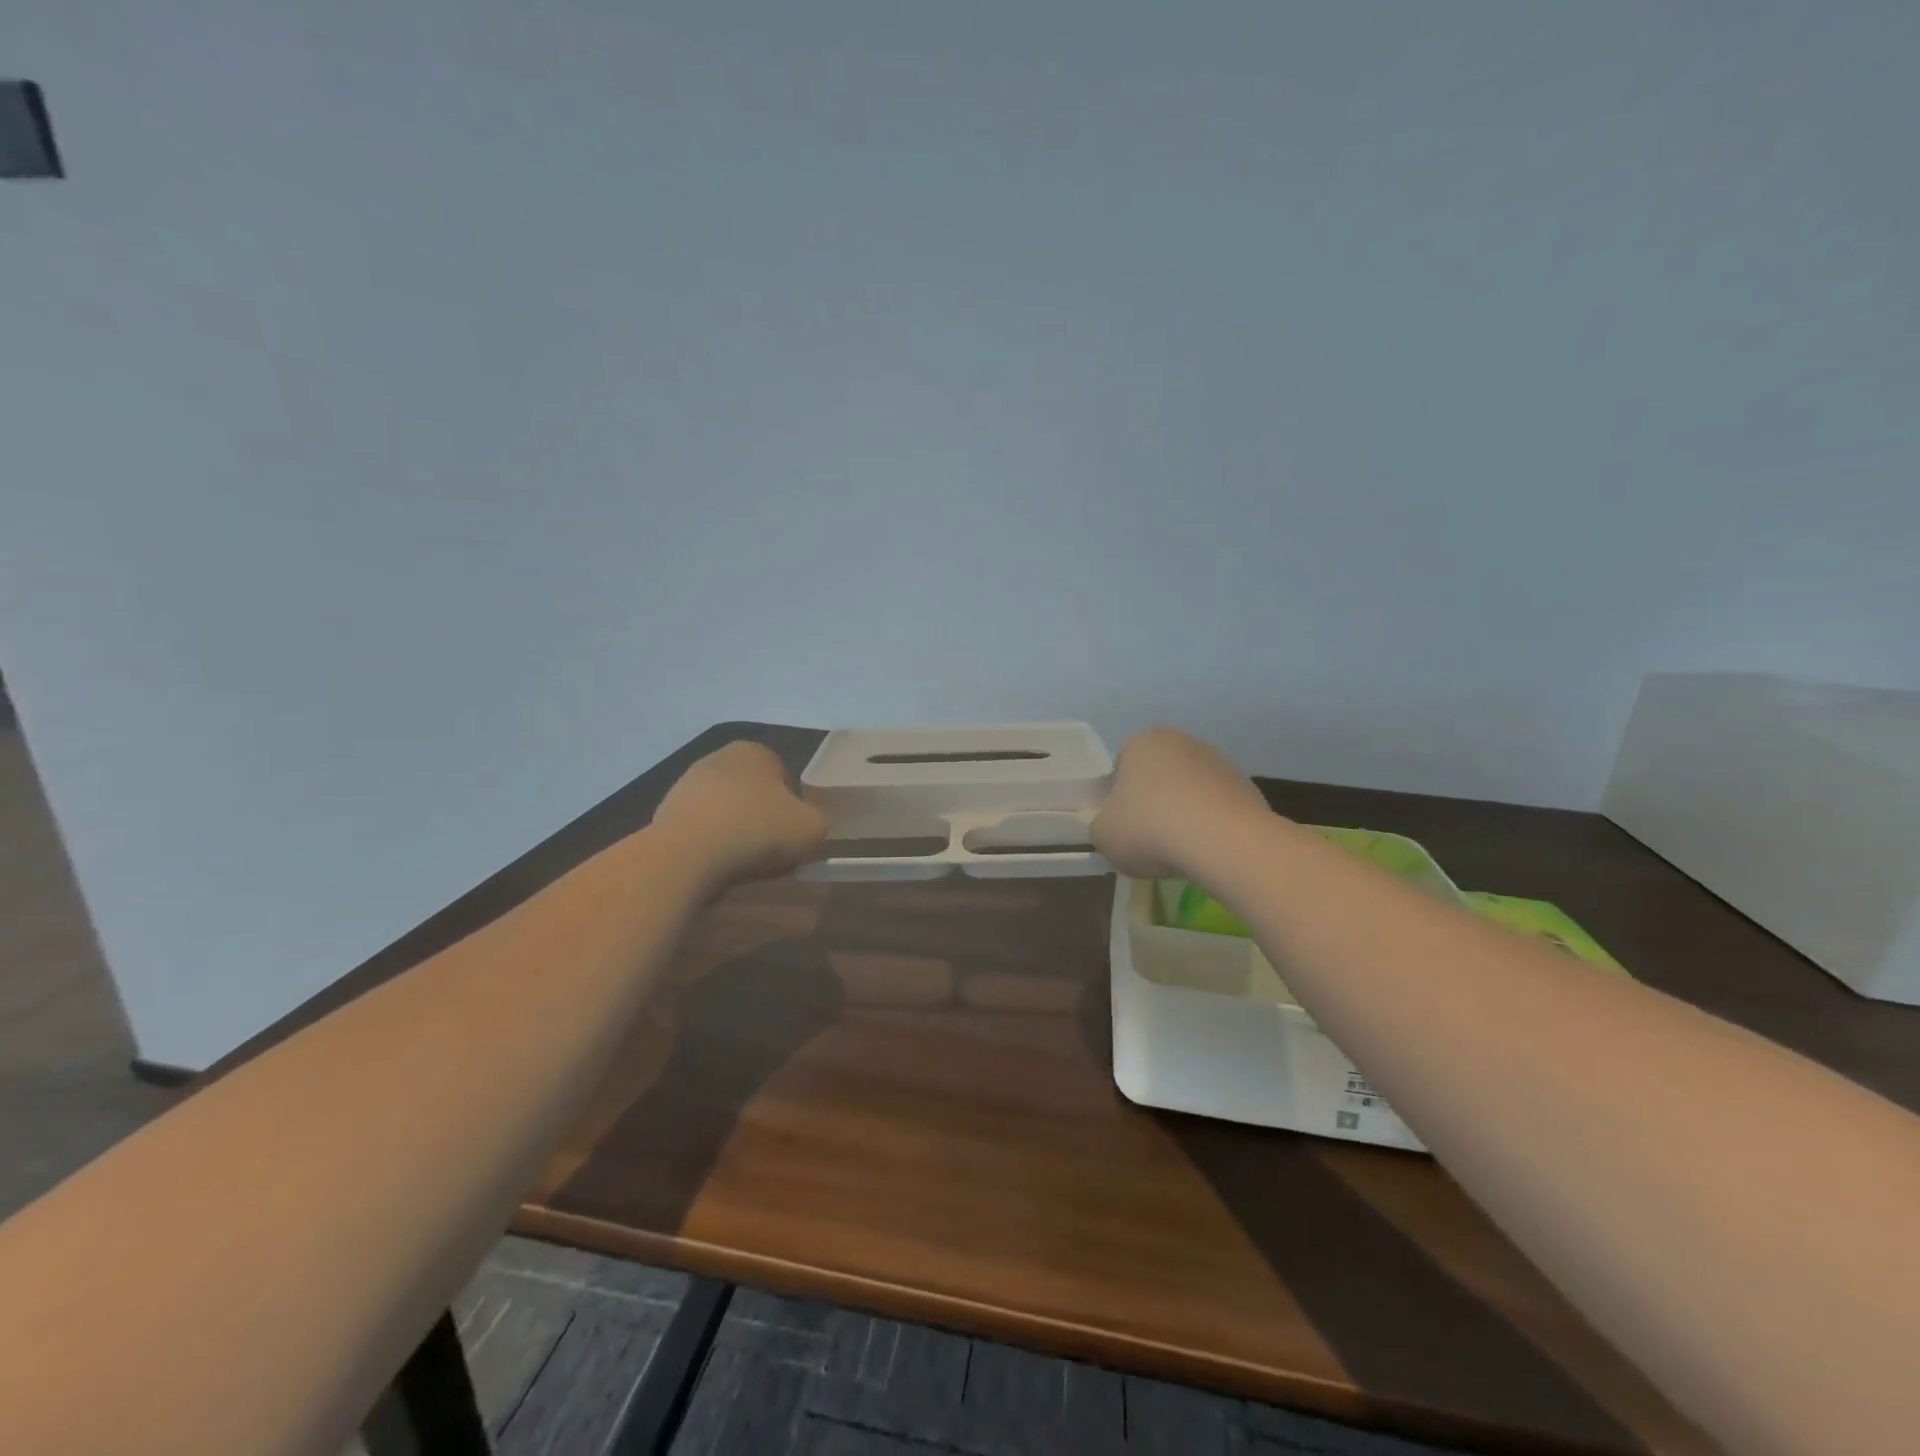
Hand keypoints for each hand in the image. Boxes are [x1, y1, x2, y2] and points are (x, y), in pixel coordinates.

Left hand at [651, 742, 828, 887]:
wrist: (688, 855)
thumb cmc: (757, 830)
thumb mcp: (812, 828)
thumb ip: (816, 823)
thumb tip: (805, 829)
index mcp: (755, 751)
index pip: (783, 775)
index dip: (792, 807)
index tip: (792, 834)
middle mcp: (717, 758)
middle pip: (751, 793)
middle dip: (760, 818)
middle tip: (770, 850)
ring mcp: (685, 785)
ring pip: (724, 812)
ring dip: (733, 833)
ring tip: (741, 865)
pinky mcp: (663, 815)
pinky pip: (699, 832)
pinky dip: (708, 847)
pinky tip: (714, 868)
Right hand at [1090, 727, 1273, 880]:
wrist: (1223, 842)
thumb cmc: (1150, 829)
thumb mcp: (1103, 835)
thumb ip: (1102, 825)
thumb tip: (1115, 827)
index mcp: (1142, 743)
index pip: (1122, 765)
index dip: (1119, 796)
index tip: (1123, 823)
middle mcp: (1181, 742)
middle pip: (1158, 774)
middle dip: (1154, 800)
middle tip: (1149, 835)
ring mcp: (1218, 761)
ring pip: (1190, 789)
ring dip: (1184, 811)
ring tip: (1181, 848)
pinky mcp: (1246, 785)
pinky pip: (1217, 806)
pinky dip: (1211, 823)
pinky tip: (1207, 849)